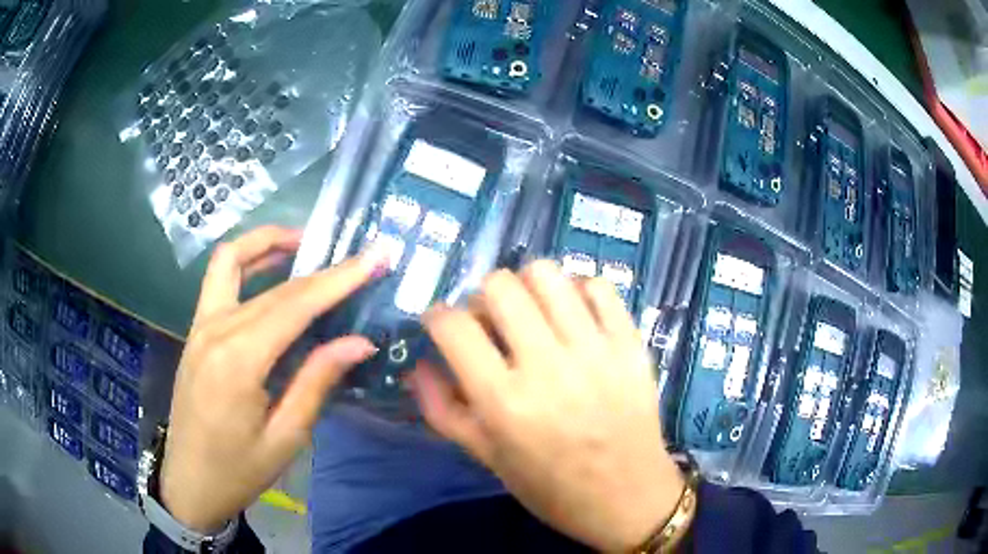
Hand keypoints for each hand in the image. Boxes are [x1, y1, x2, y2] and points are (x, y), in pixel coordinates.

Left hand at [160, 226, 385, 532]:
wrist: (189, 481)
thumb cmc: (239, 470)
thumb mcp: (286, 437)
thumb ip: (317, 381)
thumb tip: (359, 342)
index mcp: (238, 361)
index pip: (295, 305)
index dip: (338, 279)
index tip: (375, 257)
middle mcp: (215, 329)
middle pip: (274, 286)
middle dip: (321, 268)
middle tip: (359, 260)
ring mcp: (200, 325)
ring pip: (234, 262)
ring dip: (269, 243)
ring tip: (308, 243)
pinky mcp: (196, 330)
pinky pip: (219, 278)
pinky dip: (245, 261)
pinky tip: (269, 268)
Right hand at [411, 261, 685, 551]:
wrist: (628, 498)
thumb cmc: (551, 488)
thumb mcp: (487, 457)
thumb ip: (442, 410)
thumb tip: (418, 365)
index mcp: (505, 403)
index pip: (453, 327)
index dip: (436, 317)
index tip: (442, 327)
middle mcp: (548, 367)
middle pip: (499, 286)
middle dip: (481, 298)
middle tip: (490, 323)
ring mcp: (595, 350)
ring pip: (547, 274)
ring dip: (527, 286)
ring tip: (531, 314)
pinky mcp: (630, 344)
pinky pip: (599, 286)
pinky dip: (578, 291)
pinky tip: (573, 316)